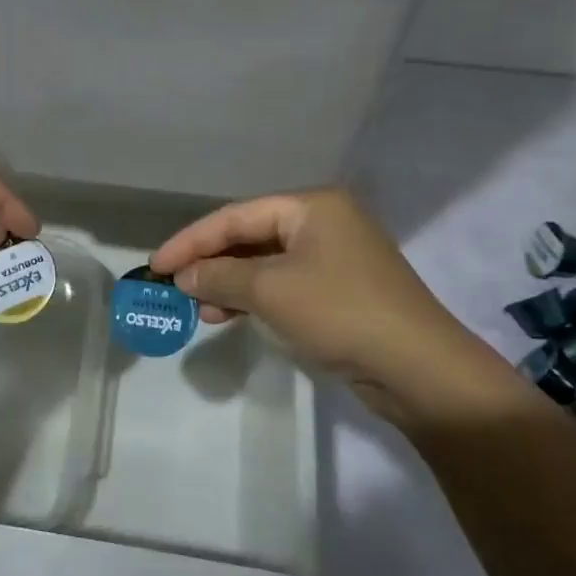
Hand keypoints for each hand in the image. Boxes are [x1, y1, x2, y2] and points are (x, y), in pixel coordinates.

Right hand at [150, 189, 470, 414]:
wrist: (419, 369)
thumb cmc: (340, 312)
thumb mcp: (271, 291)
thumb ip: (220, 276)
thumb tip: (183, 276)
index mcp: (312, 206)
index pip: (237, 216)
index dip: (192, 240)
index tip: (156, 265)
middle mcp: (325, 222)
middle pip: (252, 236)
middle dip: (211, 263)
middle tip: (175, 288)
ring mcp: (336, 257)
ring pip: (267, 264)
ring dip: (230, 285)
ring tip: (200, 311)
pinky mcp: (342, 291)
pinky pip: (286, 285)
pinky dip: (256, 299)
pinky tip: (231, 317)